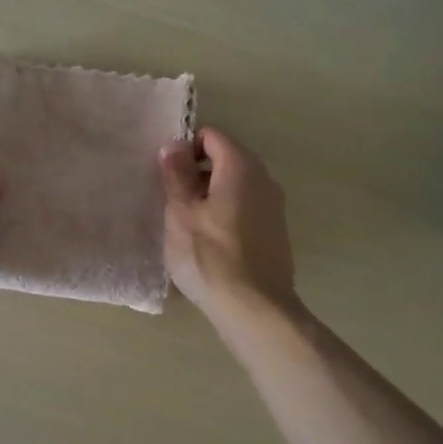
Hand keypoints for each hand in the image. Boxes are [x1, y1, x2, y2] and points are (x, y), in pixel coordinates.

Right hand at [159, 126, 297, 323]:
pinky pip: (245, 207)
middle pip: (226, 158)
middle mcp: (264, 178)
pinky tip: (210, 242)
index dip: (185, 148)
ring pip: (235, 185)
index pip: (211, 136)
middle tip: (172, 200)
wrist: (255, 307)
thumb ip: (176, 174)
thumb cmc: (210, 256)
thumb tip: (174, 144)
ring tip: (187, 223)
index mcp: (241, 166)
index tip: (167, 175)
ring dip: (210, 194)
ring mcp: (274, 205)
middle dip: (197, 172)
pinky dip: (226, 212)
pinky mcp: (275, 231)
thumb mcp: (181, 213)